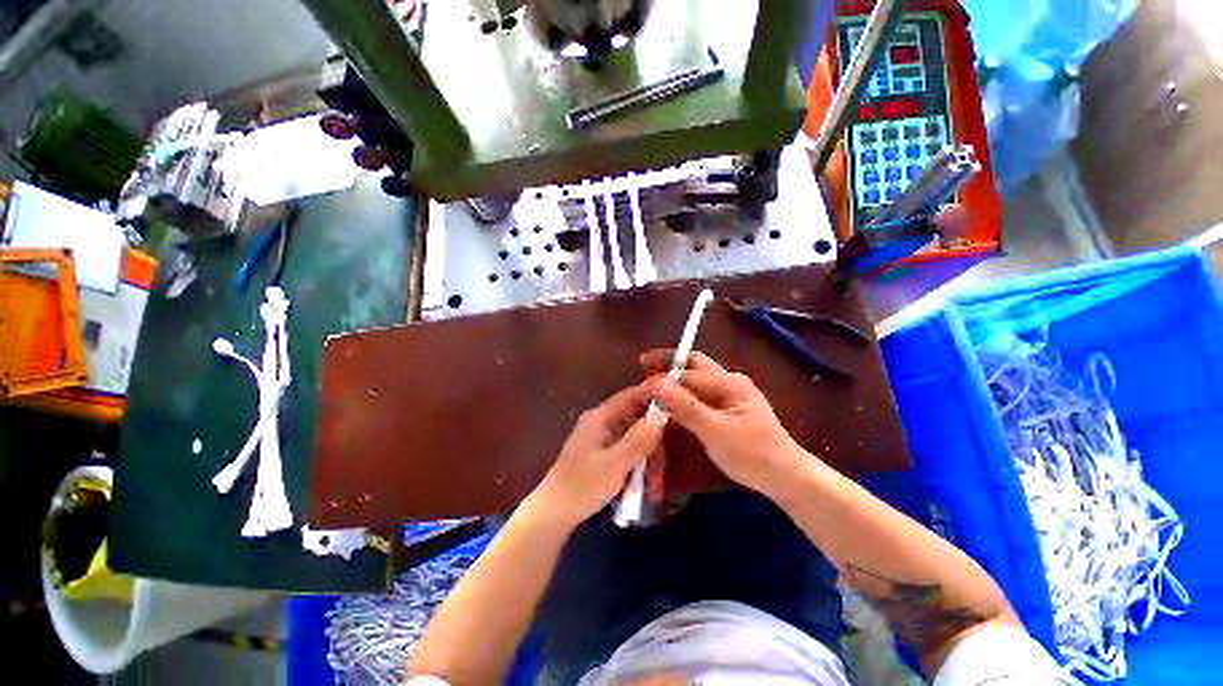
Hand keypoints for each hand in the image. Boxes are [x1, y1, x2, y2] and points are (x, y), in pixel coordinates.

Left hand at [533, 382, 665, 526]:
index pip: (630, 396)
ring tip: (655, 482)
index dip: (652, 394)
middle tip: (667, 457)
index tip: (675, 396)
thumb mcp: (615, 463)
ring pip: (635, 437)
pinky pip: (628, 451)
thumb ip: (638, 440)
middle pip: (635, 418)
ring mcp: (603, 438)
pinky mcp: (604, 454)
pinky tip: (647, 484)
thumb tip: (661, 417)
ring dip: (647, 456)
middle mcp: (602, 422)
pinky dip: (639, 463)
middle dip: (653, 436)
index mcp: (600, 417)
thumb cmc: (583, 485)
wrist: (554, 513)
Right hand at [641, 349, 810, 498]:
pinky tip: (672, 401)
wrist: (788, 477)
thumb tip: (654, 383)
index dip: (662, 378)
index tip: (639, 387)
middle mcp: (729, 381)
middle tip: (643, 365)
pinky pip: (701, 393)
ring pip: (697, 378)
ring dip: (675, 377)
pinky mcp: (730, 408)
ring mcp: (731, 394)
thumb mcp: (716, 431)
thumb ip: (685, 406)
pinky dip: (683, 393)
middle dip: (669, 362)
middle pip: (694, 364)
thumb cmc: (753, 454)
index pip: (688, 373)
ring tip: (652, 382)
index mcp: (729, 382)